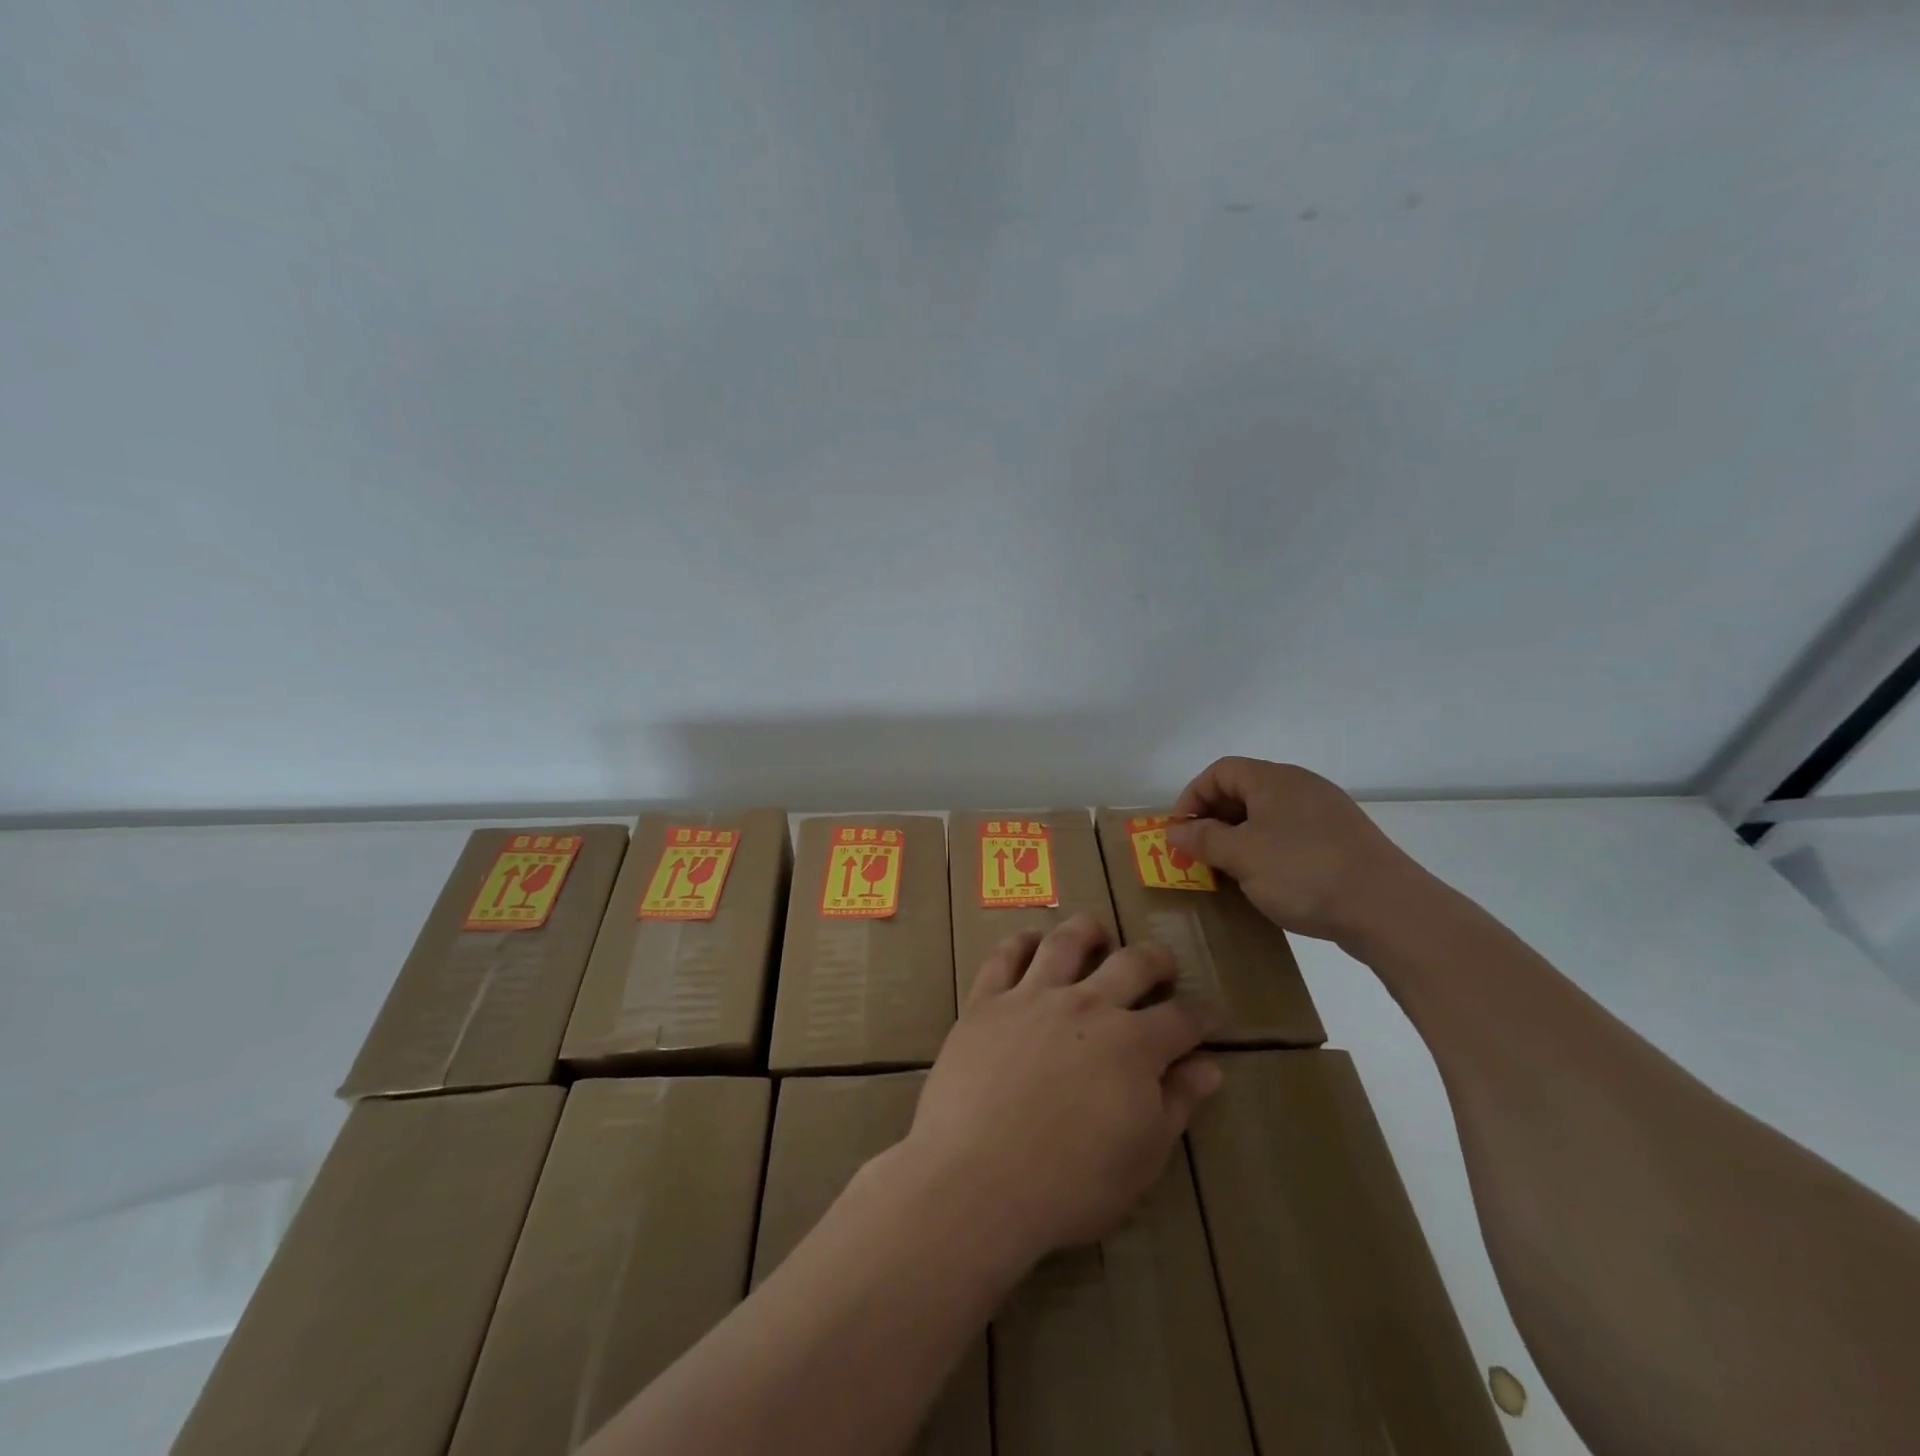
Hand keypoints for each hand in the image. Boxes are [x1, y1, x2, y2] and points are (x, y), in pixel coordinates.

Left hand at [900, 915, 1218, 1269]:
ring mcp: (1032, 998)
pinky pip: (1004, 957)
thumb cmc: (1070, 1185)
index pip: (1181, 1019)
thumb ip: (1177, 1105)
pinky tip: (1030, 941)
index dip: (1203, 1015)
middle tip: (1162, 965)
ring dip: (1088, 931)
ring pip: (1066, 943)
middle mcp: (1086, 1006)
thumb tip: (1209, 1067)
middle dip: (1156, 960)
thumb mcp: (1142, 1158)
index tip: (1212, 1014)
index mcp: (1133, 1045)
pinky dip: (1021, 942)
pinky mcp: (986, 1003)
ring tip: (1097, 932)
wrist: (978, 1181)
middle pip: (1131, 964)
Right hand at [1166, 756, 1426, 943]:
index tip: (1180, 833)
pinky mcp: (1342, 840)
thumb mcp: (1242, 856)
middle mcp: (1301, 786)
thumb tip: (1174, 830)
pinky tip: (1267, 881)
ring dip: (1240, 838)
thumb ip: (1203, 839)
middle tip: (1199, 854)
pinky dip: (1268, 850)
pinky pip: (1291, 834)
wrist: (1388, 909)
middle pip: (1243, 790)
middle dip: (1214, 820)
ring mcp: (1326, 813)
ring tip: (1228, 871)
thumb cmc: (1304, 873)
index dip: (1192, 798)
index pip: (1220, 771)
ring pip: (1267, 815)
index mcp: (1275, 780)